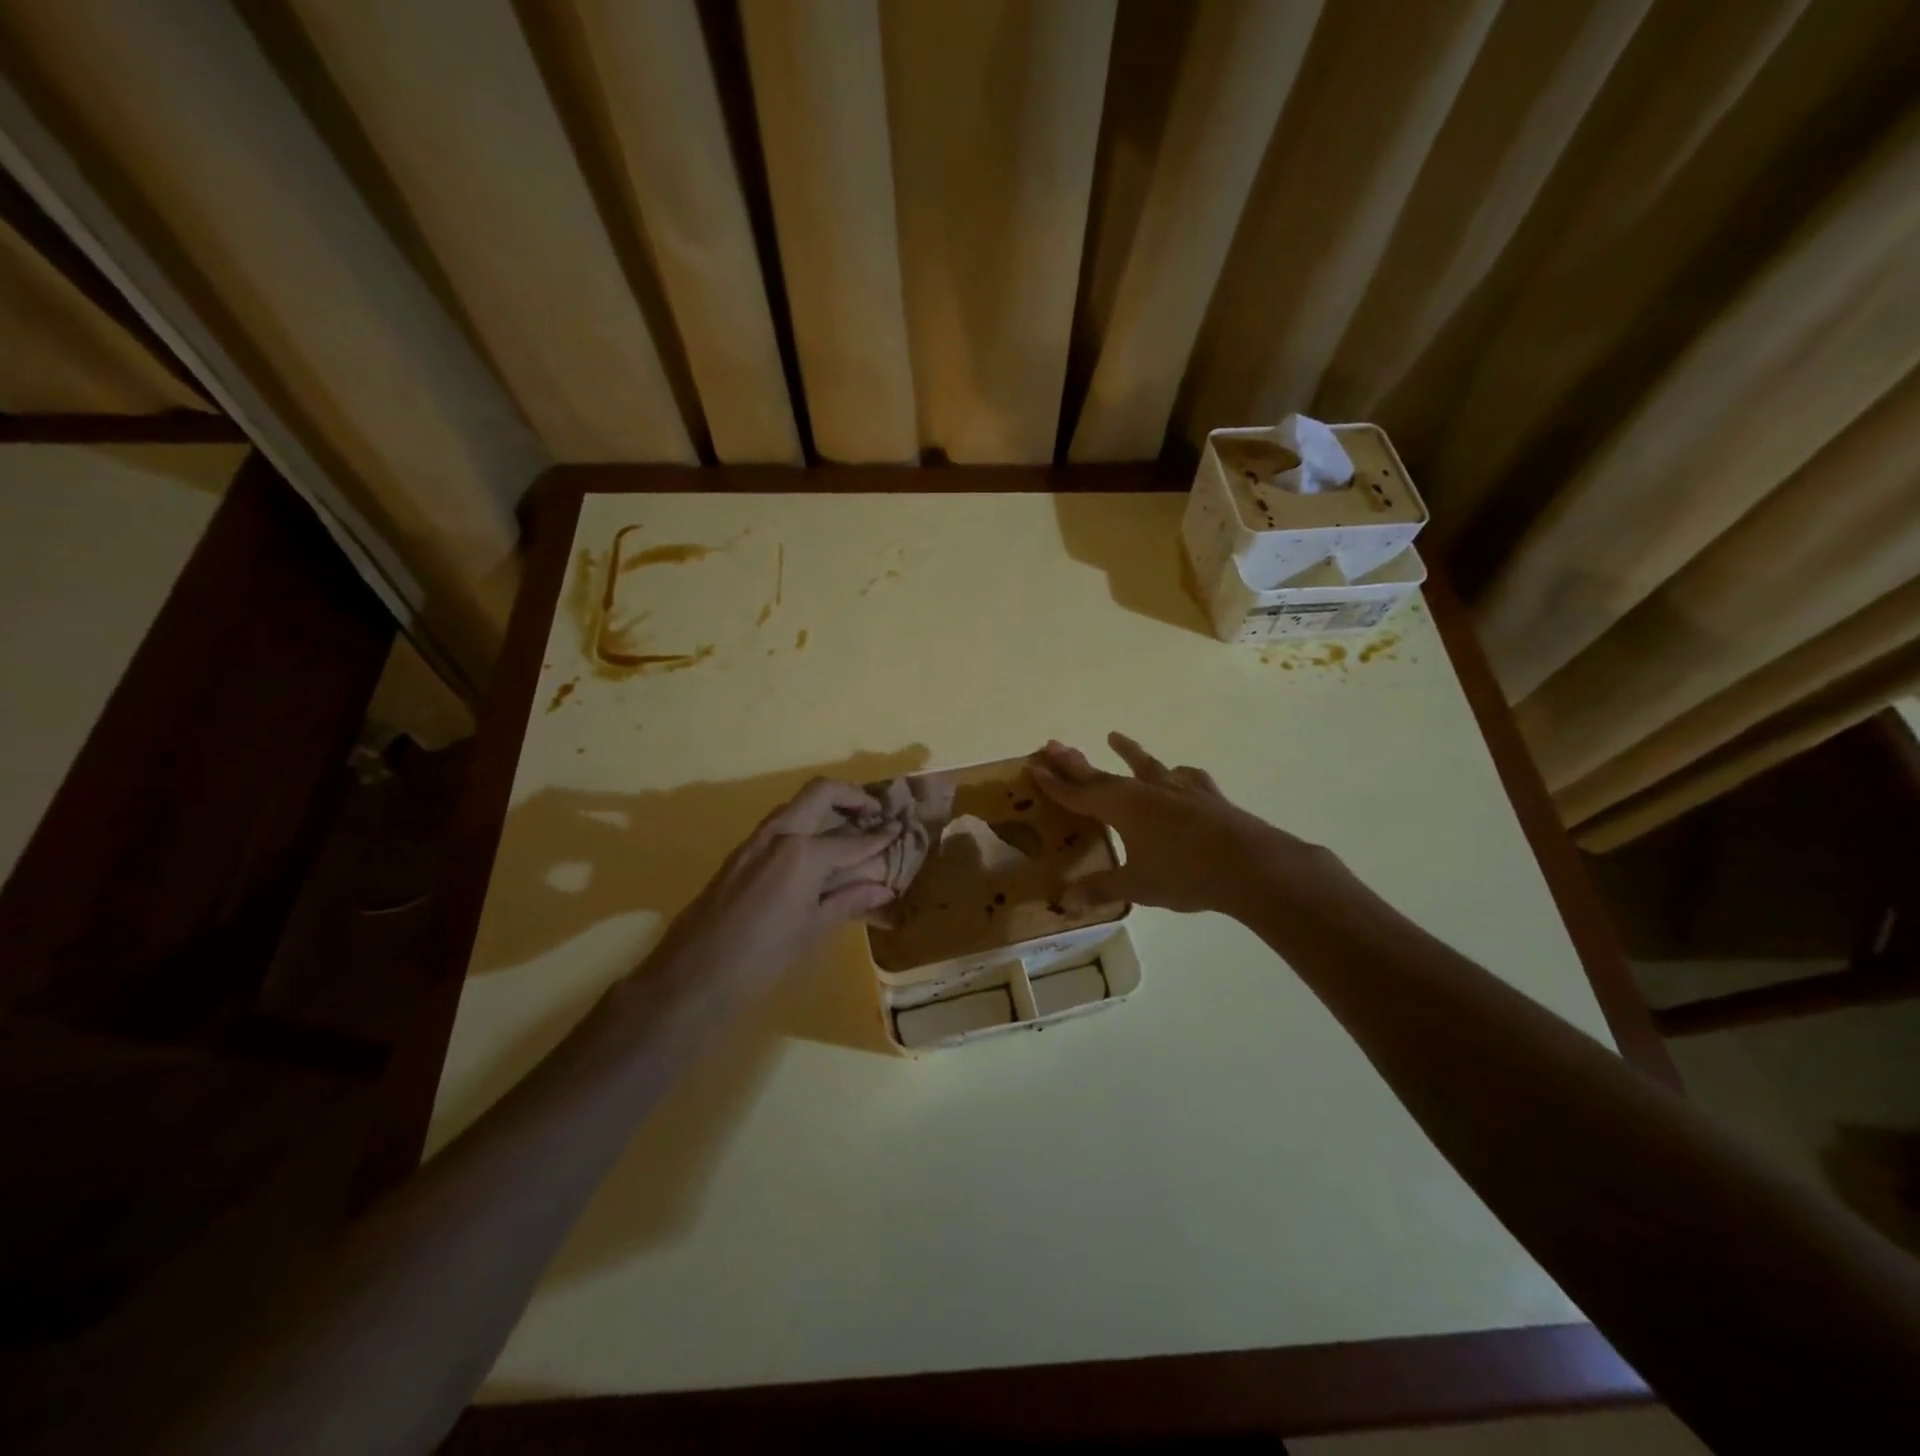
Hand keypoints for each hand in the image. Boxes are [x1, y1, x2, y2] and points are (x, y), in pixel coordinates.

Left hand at [642, 778, 902, 998]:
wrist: (692, 976)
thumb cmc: (763, 959)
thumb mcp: (814, 931)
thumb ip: (849, 900)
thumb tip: (884, 888)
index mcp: (803, 853)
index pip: (853, 838)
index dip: (880, 836)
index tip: (900, 829)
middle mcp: (779, 834)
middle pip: (821, 792)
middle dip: (852, 796)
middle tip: (875, 812)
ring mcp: (754, 841)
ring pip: (796, 805)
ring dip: (825, 807)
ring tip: (850, 828)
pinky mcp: (739, 854)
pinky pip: (779, 825)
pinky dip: (804, 825)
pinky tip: (816, 853)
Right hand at [1030, 733, 1366, 920]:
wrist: (1249, 865)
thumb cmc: (1184, 874)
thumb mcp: (1136, 886)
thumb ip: (1100, 888)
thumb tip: (1063, 901)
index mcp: (1121, 807)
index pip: (1077, 793)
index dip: (1053, 783)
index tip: (1032, 765)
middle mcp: (1145, 790)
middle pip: (1102, 773)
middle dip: (1075, 762)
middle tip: (1053, 744)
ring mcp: (1178, 788)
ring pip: (1146, 764)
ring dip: (1128, 751)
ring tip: (1115, 736)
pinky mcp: (1207, 794)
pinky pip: (1186, 778)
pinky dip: (1177, 775)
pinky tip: (1180, 774)